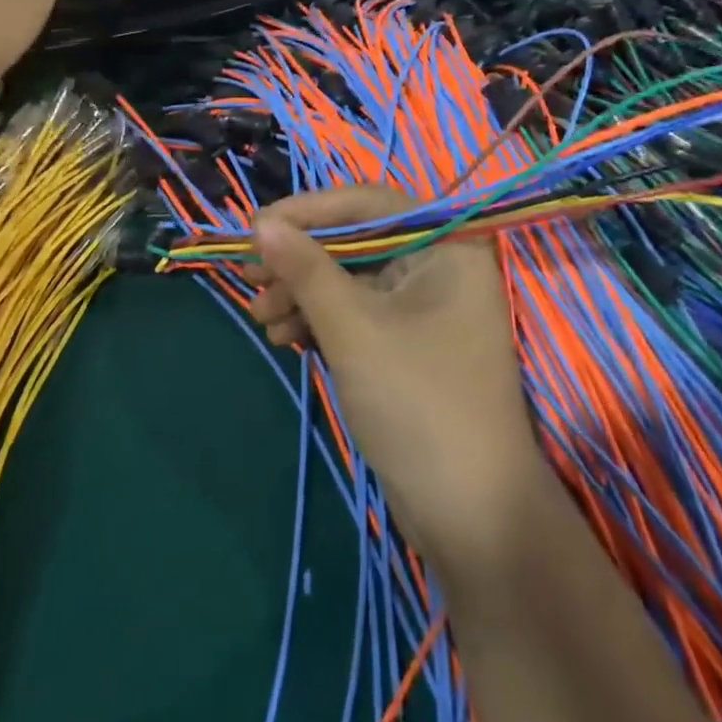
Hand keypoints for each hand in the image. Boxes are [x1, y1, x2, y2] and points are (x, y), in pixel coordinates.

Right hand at [248, 186, 547, 567]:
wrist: (472, 518)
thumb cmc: (419, 403)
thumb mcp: (353, 328)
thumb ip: (305, 269)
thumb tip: (259, 224)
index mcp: (446, 244)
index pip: (367, 203)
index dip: (308, 211)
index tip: (255, 228)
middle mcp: (438, 264)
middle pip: (355, 241)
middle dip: (300, 261)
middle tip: (250, 278)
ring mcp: (423, 306)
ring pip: (349, 279)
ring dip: (302, 293)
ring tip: (262, 318)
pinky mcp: (407, 343)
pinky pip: (355, 312)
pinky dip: (319, 320)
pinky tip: (284, 337)